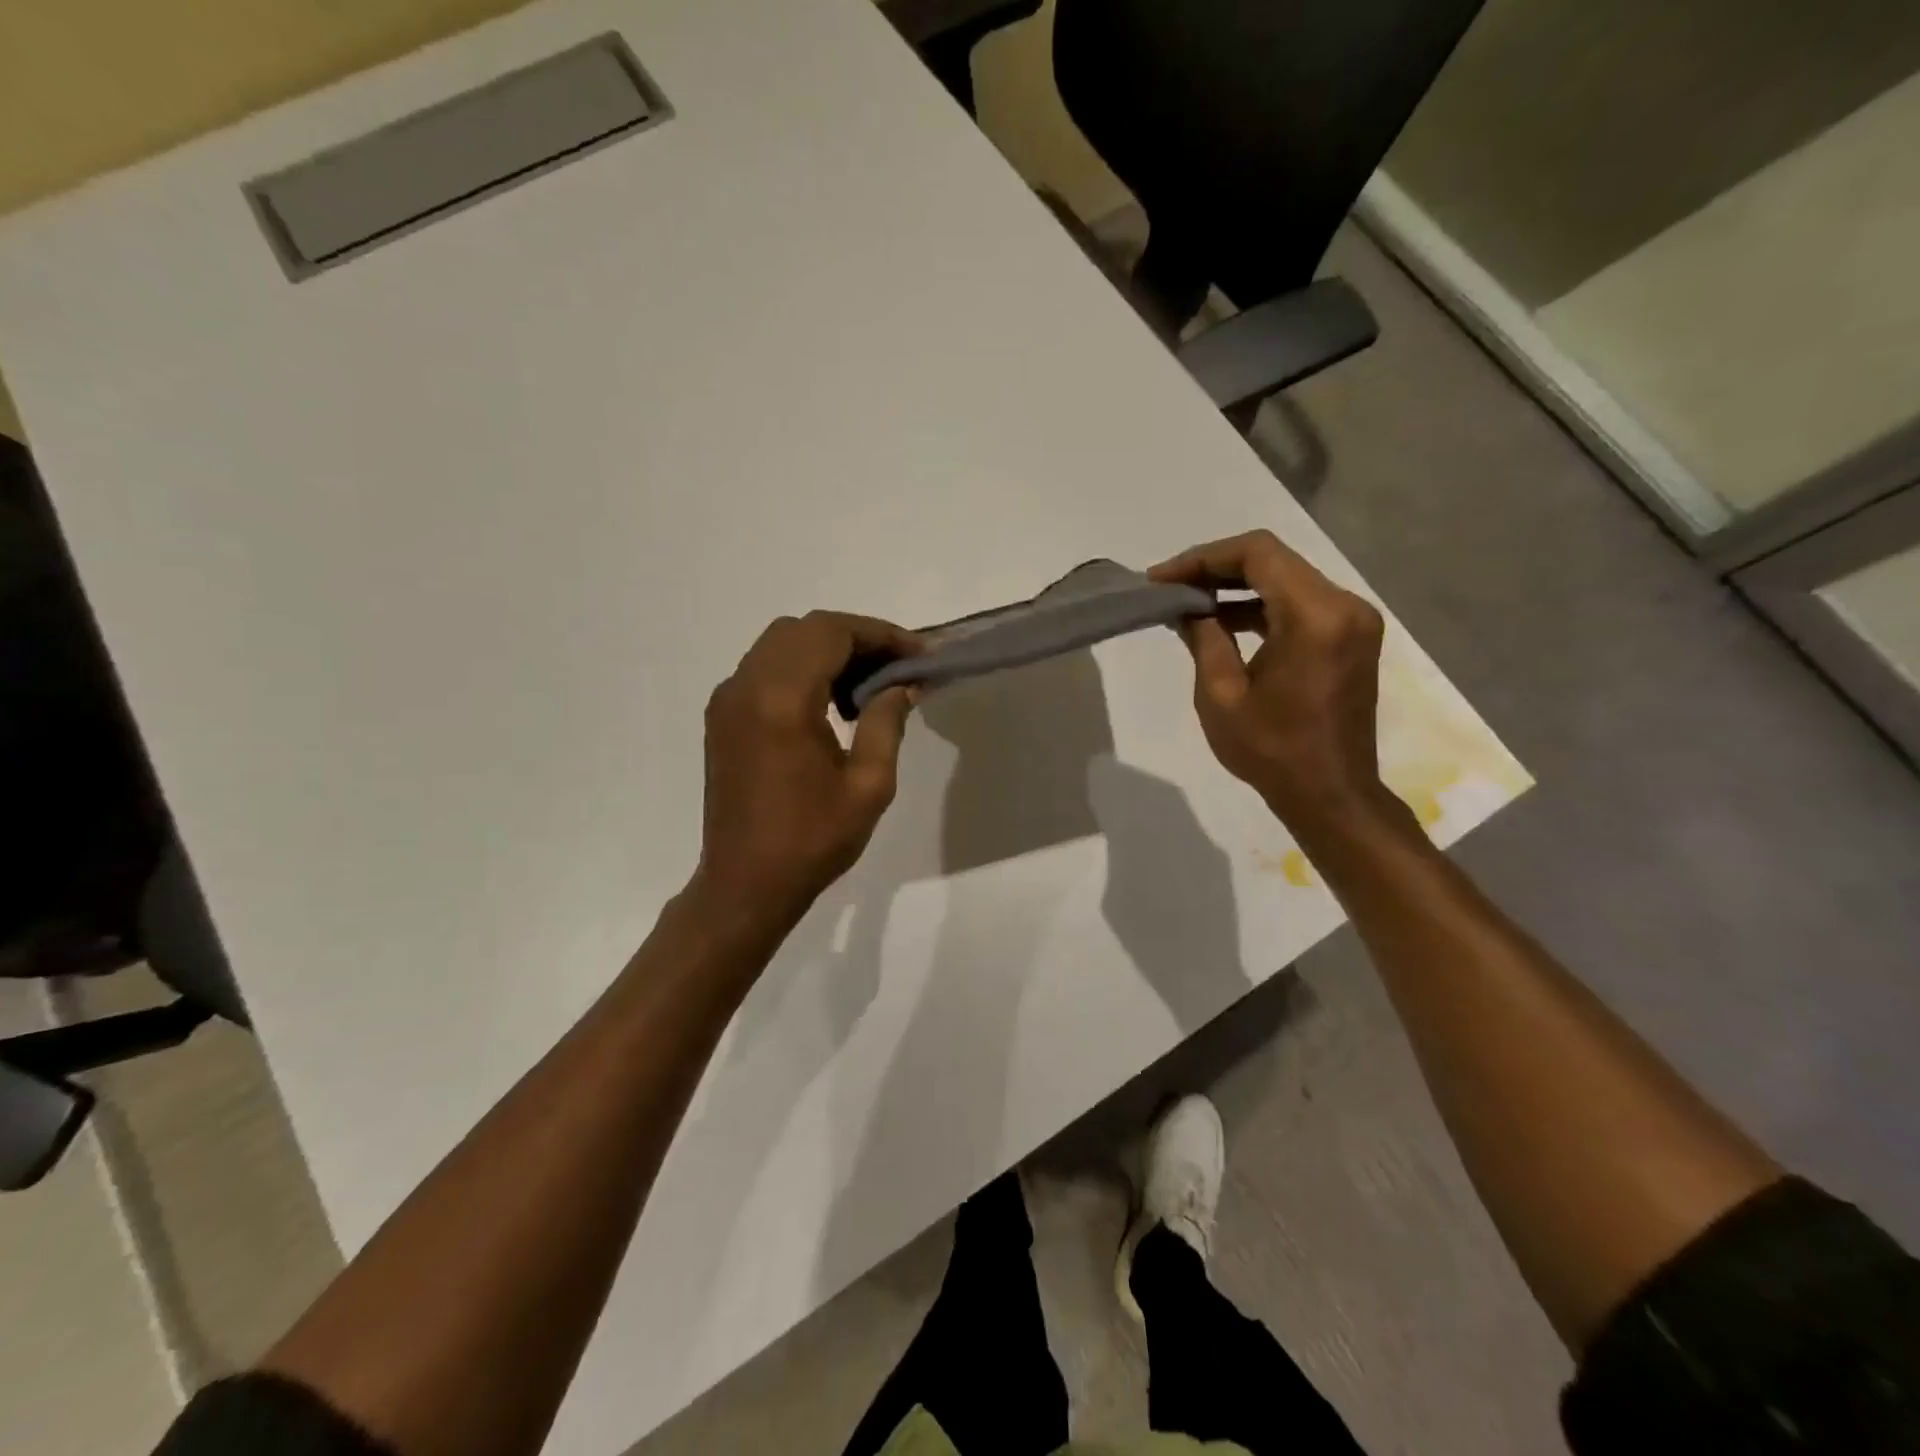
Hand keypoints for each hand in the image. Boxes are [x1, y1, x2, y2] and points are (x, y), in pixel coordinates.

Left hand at [692, 611, 918, 930]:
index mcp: (782, 700)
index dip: (880, 634)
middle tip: (896, 667)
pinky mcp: (722, 717)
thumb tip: (901, 684)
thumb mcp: (868, 785)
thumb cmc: (812, 841)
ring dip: (827, 651)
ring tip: (868, 686)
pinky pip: (764, 669)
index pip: (832, 633)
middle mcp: (746, 687)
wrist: (745, 884)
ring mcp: (727, 700)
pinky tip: (830, 704)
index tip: (918, 655)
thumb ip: (887, 722)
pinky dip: (801, 668)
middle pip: (804, 629)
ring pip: (781, 644)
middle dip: (856, 637)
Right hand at [1151, 530, 1401, 841]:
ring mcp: (1353, 620)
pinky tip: (1223, 621)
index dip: (1203, 557)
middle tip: (1169, 587)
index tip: (1162, 579)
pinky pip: (1300, 604)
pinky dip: (1260, 606)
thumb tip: (1187, 606)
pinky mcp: (1351, 637)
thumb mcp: (1221, 694)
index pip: (1257, 554)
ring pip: (1287, 579)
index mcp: (1315, 617)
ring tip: (1188, 603)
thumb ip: (1204, 637)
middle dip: (1216, 568)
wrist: (1330, 794)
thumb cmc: (1271, 750)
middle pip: (1274, 560)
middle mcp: (1344, 605)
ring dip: (1237, 586)